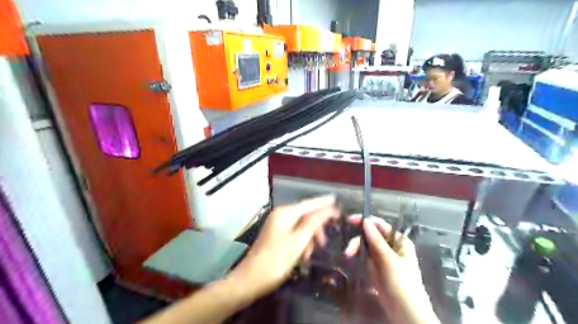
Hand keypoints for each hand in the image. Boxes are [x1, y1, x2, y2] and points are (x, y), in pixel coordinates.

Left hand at [228, 196, 339, 302]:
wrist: (250, 280)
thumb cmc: (276, 261)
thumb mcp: (298, 242)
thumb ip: (313, 223)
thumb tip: (328, 209)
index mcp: (284, 213)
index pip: (308, 204)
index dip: (323, 203)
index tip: (337, 201)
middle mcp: (280, 215)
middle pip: (305, 214)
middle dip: (317, 226)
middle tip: (325, 240)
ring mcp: (277, 226)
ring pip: (301, 226)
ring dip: (310, 237)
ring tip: (312, 252)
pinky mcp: (276, 236)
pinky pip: (295, 234)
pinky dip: (302, 242)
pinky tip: (304, 255)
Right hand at [342, 215, 437, 323]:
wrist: (405, 312)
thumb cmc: (401, 282)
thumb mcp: (388, 259)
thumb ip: (375, 239)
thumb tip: (365, 220)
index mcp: (399, 240)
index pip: (380, 225)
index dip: (365, 221)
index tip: (349, 220)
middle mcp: (391, 245)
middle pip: (371, 235)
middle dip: (358, 240)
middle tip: (348, 250)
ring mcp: (384, 256)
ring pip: (366, 245)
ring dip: (356, 248)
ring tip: (348, 256)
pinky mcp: (377, 267)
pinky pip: (365, 255)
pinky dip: (358, 255)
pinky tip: (351, 258)